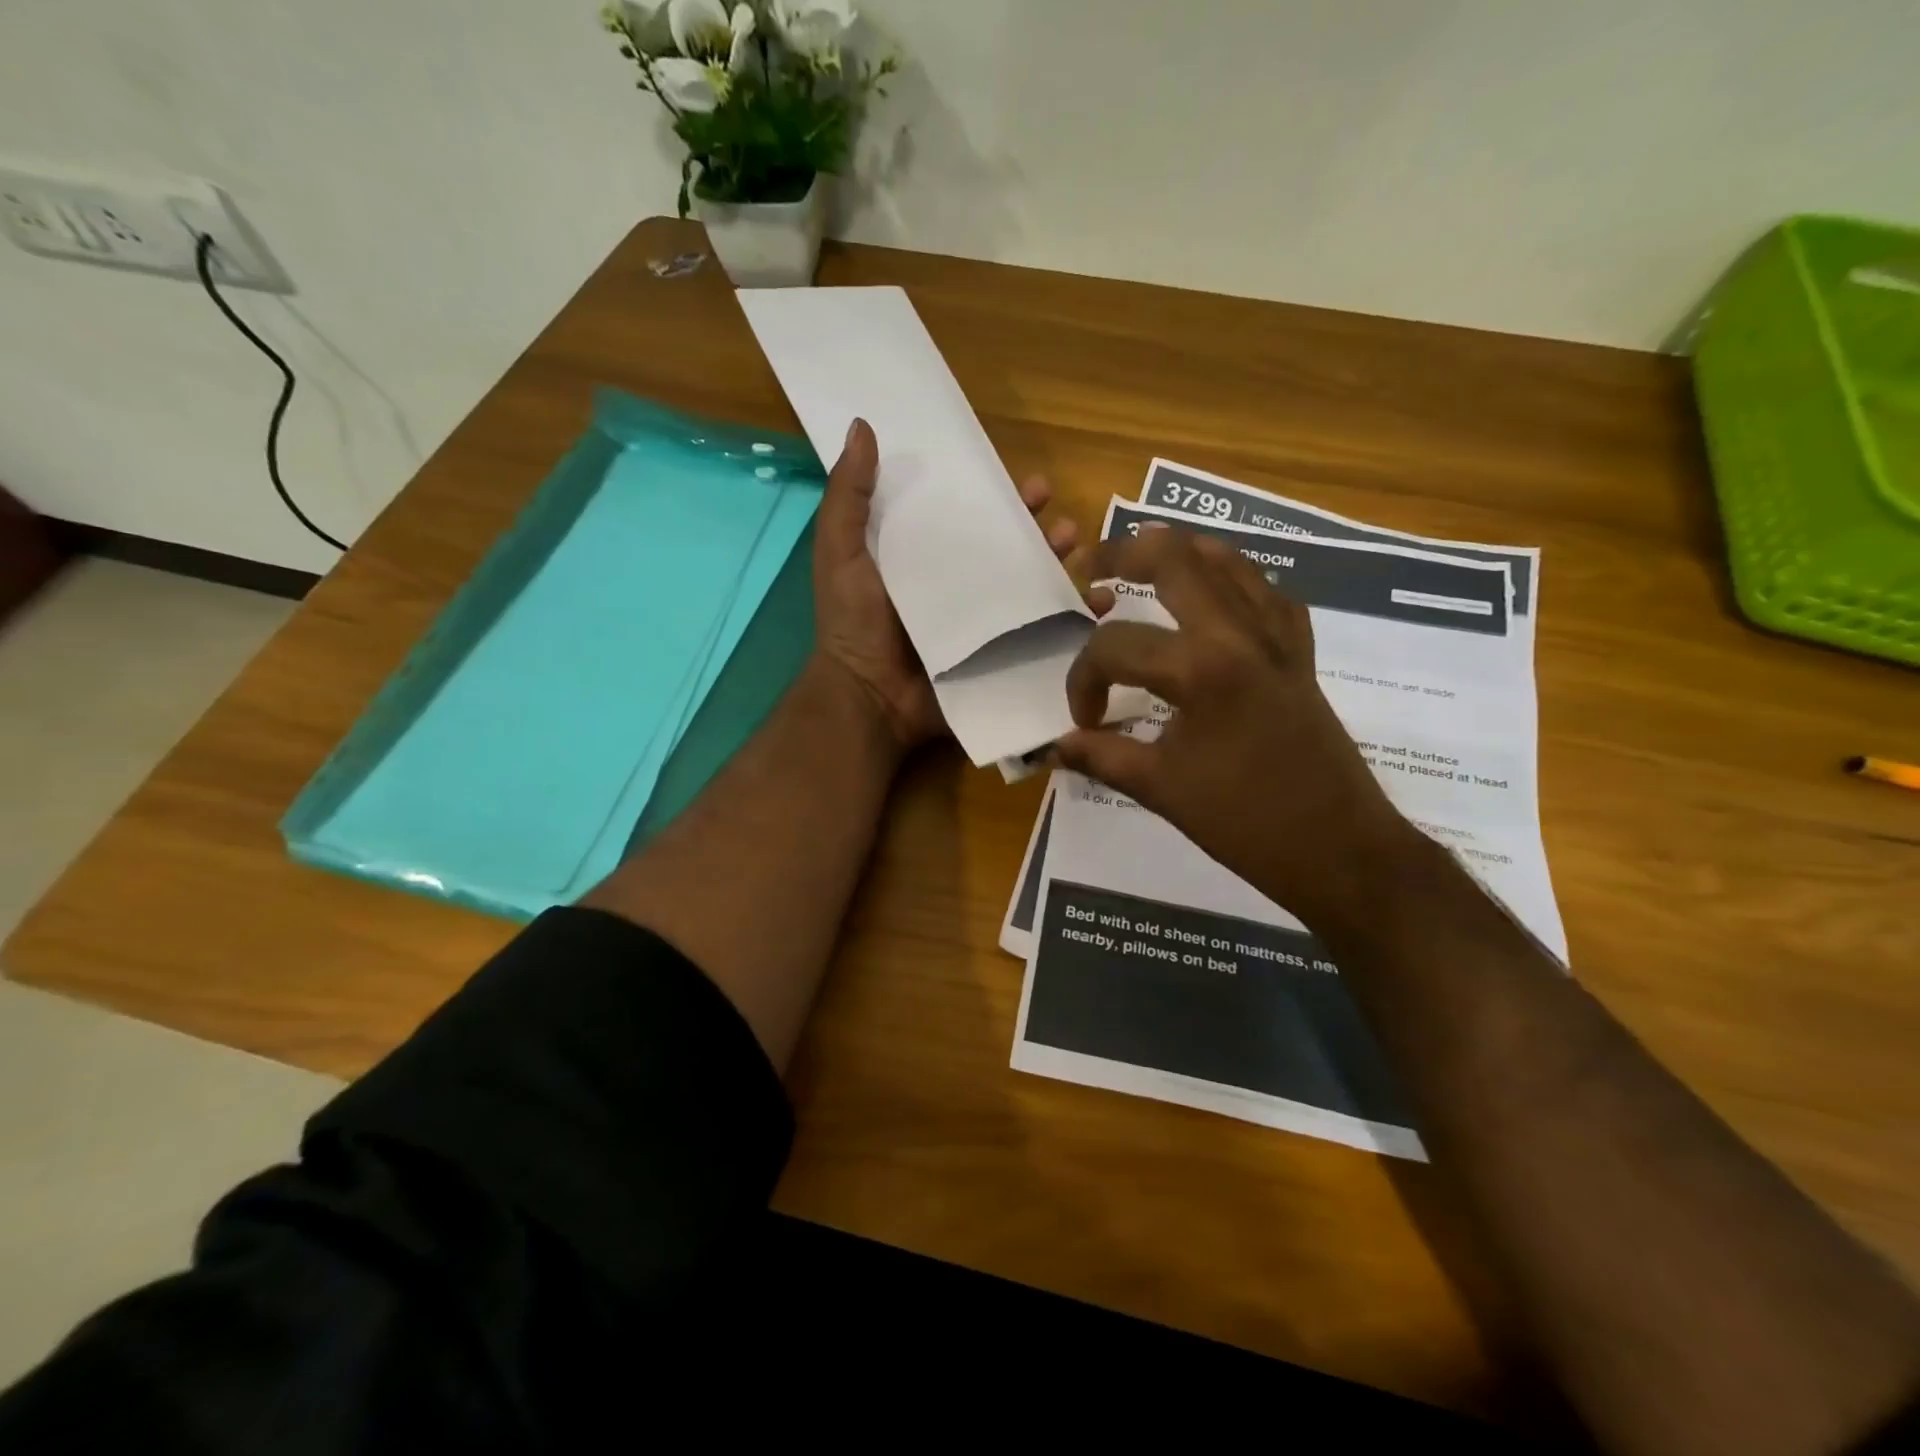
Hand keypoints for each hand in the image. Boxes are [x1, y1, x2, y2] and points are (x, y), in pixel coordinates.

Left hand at [810, 418, 1079, 750]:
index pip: (971, 520)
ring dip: (1062, 566)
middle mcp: (960, 588)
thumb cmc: (854, 624)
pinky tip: (1099, 604)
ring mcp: (984, 626)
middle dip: (1042, 532)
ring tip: (1078, 549)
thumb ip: (850, 497)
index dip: (1001, 499)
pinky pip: (1044, 635)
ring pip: (1033, 588)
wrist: (870, 699)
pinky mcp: (1000, 657)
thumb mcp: (841, 553)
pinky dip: (1076, 620)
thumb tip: (863, 426)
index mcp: (927, 560)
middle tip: (1062, 522)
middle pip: (1010, 551)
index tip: (1028, 482)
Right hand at [1054, 525, 1420, 932]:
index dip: (1083, 681)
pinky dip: (1235, 582)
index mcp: (1201, 669)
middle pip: (1175, 559)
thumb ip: (1102, 757)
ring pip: (1229, 561)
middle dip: (1121, 554)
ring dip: (1180, 552)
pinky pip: (1267, 594)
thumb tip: (1057, 745)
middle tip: (1089, 567)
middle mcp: (1240, 634)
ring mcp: (1278, 638)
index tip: (1084, 722)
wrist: (1340, 849)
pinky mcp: (1301, 654)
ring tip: (1144, 562)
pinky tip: (1216, 600)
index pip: (1115, 648)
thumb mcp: (1161, 790)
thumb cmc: (1247, 824)